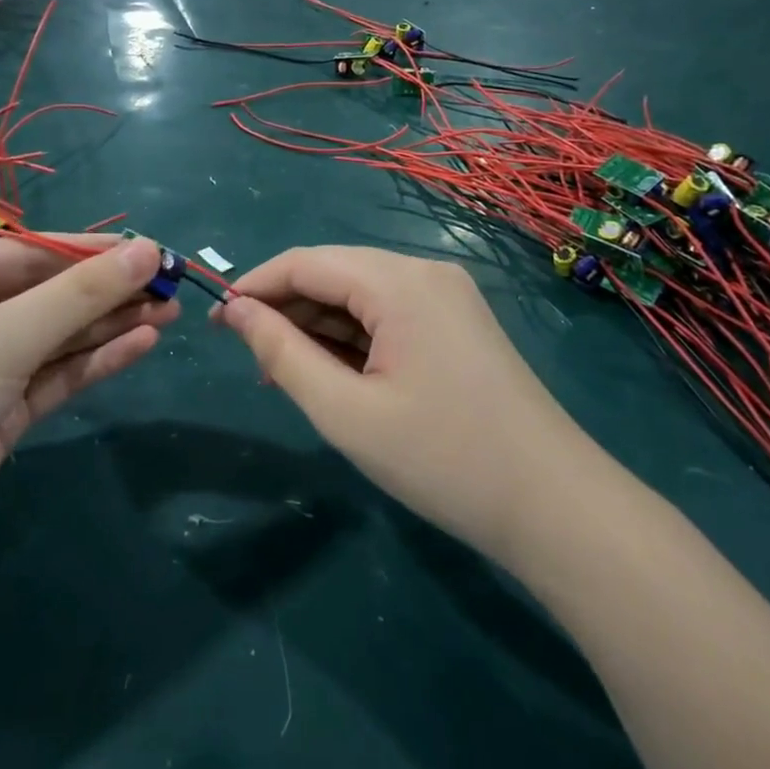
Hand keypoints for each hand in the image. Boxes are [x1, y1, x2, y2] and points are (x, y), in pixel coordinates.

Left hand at [0, 236, 177, 572]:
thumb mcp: (3, 338)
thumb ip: (79, 296)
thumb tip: (148, 251)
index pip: (31, 254)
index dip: (92, 252)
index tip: (151, 251)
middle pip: (49, 296)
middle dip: (109, 292)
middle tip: (172, 287)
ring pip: (58, 338)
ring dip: (110, 326)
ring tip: (169, 314)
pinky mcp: (1, 414)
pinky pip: (56, 376)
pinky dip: (95, 361)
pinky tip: (140, 346)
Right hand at [216, 247, 597, 564]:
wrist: (554, 506)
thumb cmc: (442, 459)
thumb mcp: (345, 411)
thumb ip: (282, 354)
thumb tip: (236, 312)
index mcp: (399, 281)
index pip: (306, 262)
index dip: (254, 287)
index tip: (216, 321)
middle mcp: (425, 273)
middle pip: (334, 274)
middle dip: (286, 310)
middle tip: (248, 359)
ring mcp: (447, 298)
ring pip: (360, 297)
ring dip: (317, 329)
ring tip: (282, 375)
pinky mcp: (458, 325)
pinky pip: (388, 317)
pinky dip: (353, 340)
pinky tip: (331, 374)